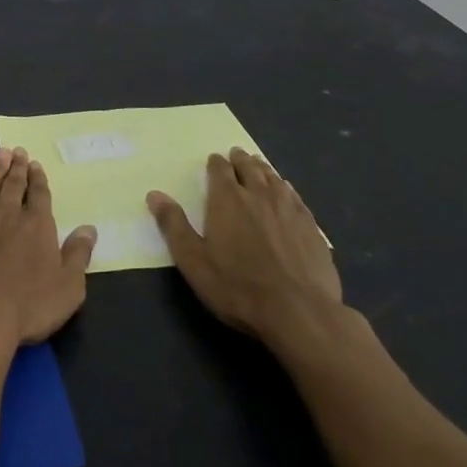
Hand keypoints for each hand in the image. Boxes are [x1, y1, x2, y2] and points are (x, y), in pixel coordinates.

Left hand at [0, 147, 97, 350]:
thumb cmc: (26, 307)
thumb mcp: (68, 288)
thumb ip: (78, 255)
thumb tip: (89, 228)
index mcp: (37, 225)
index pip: (39, 195)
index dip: (38, 179)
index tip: (36, 164)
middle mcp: (7, 213)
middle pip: (14, 185)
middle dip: (18, 167)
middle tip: (18, 151)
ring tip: (0, 153)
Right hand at [147, 148, 343, 351]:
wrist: (300, 313)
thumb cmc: (238, 287)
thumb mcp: (194, 261)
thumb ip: (174, 225)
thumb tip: (154, 195)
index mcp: (227, 199)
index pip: (220, 170)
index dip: (216, 163)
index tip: (214, 160)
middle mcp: (258, 195)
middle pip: (249, 168)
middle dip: (240, 160)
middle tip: (237, 153)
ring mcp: (288, 209)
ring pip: (274, 179)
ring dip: (264, 169)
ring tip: (259, 165)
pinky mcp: (312, 227)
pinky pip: (296, 198)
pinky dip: (287, 188)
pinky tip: (287, 191)